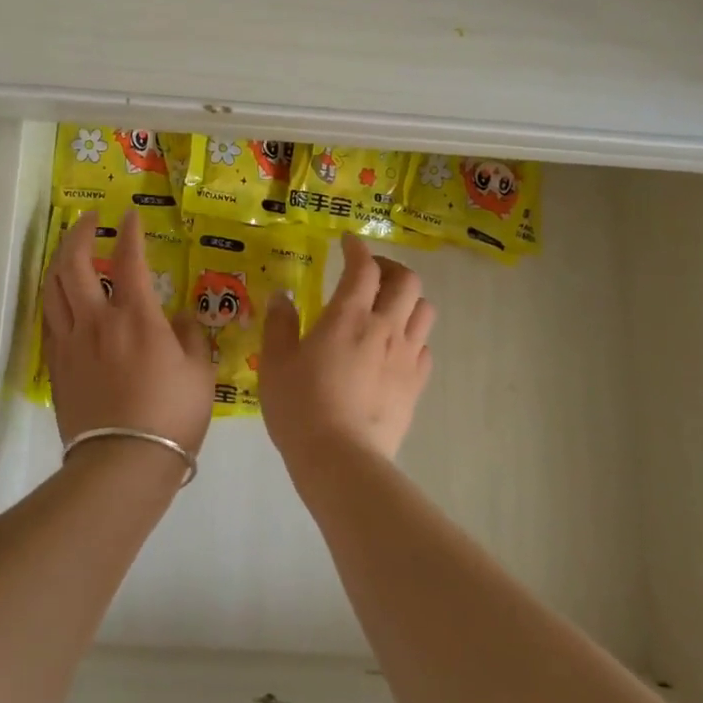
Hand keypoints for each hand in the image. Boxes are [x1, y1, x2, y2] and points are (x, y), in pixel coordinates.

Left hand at [42, 210, 215, 466]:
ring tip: (70, 250)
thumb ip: (191, 337)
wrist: (122, 463)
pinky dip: (54, 297)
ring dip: (60, 260)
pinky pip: (49, 319)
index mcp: (135, 316)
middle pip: (74, 263)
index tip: (130, 215)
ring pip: (53, 287)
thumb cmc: (170, 416)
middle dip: (80, 233)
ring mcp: (70, 342)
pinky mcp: (56, 365)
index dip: (130, 231)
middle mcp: (96, 319)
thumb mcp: (199, 373)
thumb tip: (180, 317)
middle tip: (89, 219)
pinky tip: (62, 297)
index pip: (130, 258)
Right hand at [259, 234, 434, 476]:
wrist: (341, 460)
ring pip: (424, 310)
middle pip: (407, 281)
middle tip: (370, 274)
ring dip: (408, 300)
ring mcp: (406, 356)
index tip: (348, 243)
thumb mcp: (276, 362)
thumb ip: (280, 324)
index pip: (363, 267)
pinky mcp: (416, 385)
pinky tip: (395, 348)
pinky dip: (413, 337)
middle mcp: (384, 327)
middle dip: (390, 268)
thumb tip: (282, 297)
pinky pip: (425, 348)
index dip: (357, 249)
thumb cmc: (301, 407)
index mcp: (348, 316)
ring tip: (388, 307)